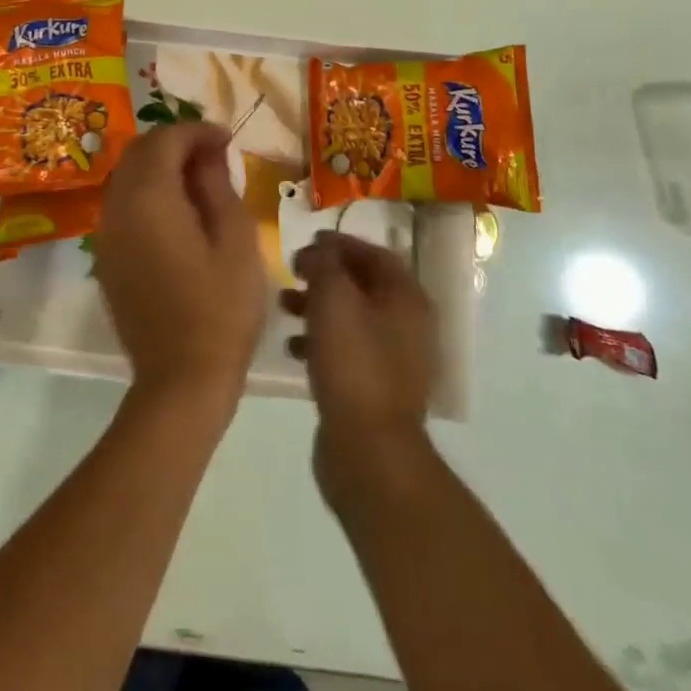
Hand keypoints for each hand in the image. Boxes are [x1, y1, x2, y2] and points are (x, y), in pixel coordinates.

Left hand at [92, 123, 265, 411]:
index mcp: (149, 196)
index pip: (165, 139)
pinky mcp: (107, 256)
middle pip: (139, 151)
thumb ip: (217, 185)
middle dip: (176, 142)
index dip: (197, 131)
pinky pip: (122, 204)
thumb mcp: (235, 239)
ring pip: (127, 176)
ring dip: (159, 166)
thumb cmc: (220, 307)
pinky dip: (147, 192)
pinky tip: (177, 211)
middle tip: (215, 155)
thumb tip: (208, 151)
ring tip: (199, 180)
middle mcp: (118, 205)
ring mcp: (107, 232)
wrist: (180, 378)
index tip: (228, 139)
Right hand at [283, 232, 436, 508]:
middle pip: (363, 285)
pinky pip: (346, 350)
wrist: (369, 449)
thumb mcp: (332, 298)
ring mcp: (394, 359)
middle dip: (324, 275)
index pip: (375, 253)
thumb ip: (324, 263)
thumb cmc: (353, 362)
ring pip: (351, 317)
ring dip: (317, 306)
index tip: (306, 241)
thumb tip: (320, 249)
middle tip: (291, 272)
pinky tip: (292, 348)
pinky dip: (320, 340)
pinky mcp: (375, 388)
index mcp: (407, 298)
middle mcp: (407, 324)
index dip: (340, 243)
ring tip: (283, 307)